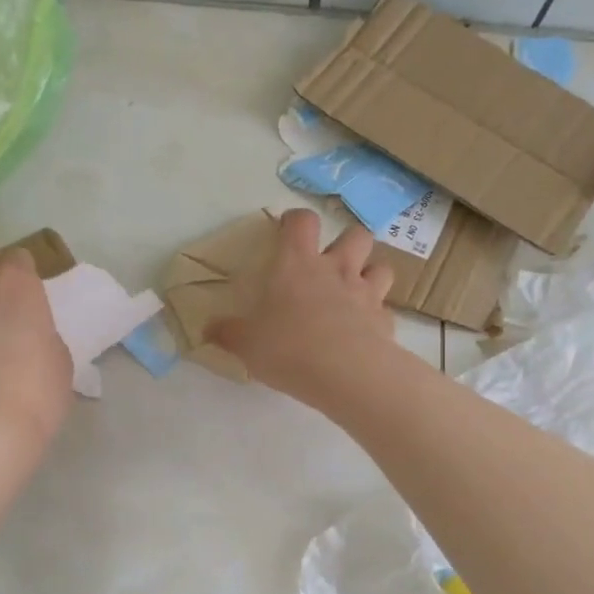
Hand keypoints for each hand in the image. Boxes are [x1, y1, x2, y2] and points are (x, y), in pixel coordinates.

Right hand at [204, 209, 395, 400]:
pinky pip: (385, 309)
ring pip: (381, 266)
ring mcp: (366, 293)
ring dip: (370, 272)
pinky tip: (364, 331)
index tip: (288, 231)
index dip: (296, 220)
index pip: (302, 221)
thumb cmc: (289, 348)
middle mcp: (336, 270)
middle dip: (347, 242)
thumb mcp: (246, 344)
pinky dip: (376, 315)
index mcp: (297, 265)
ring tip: (356, 290)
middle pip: (355, 234)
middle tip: (332, 262)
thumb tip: (207, 329)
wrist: (347, 373)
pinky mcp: (385, 321)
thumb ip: (228, 333)